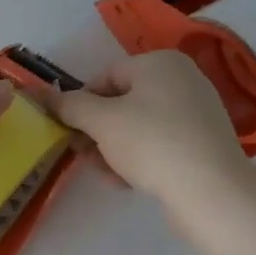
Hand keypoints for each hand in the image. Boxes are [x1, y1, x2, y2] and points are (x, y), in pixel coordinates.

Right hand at [50, 51, 252, 204]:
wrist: (212, 192)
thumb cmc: (152, 143)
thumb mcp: (101, 121)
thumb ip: (69, 106)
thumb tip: (43, 95)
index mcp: (159, 63)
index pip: (104, 77)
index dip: (81, 105)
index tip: (70, 133)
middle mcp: (182, 79)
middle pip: (121, 103)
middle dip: (97, 131)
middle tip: (84, 156)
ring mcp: (197, 112)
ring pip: (138, 126)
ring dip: (114, 149)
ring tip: (108, 174)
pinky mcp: (204, 143)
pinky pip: (160, 143)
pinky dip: (140, 158)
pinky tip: (128, 182)